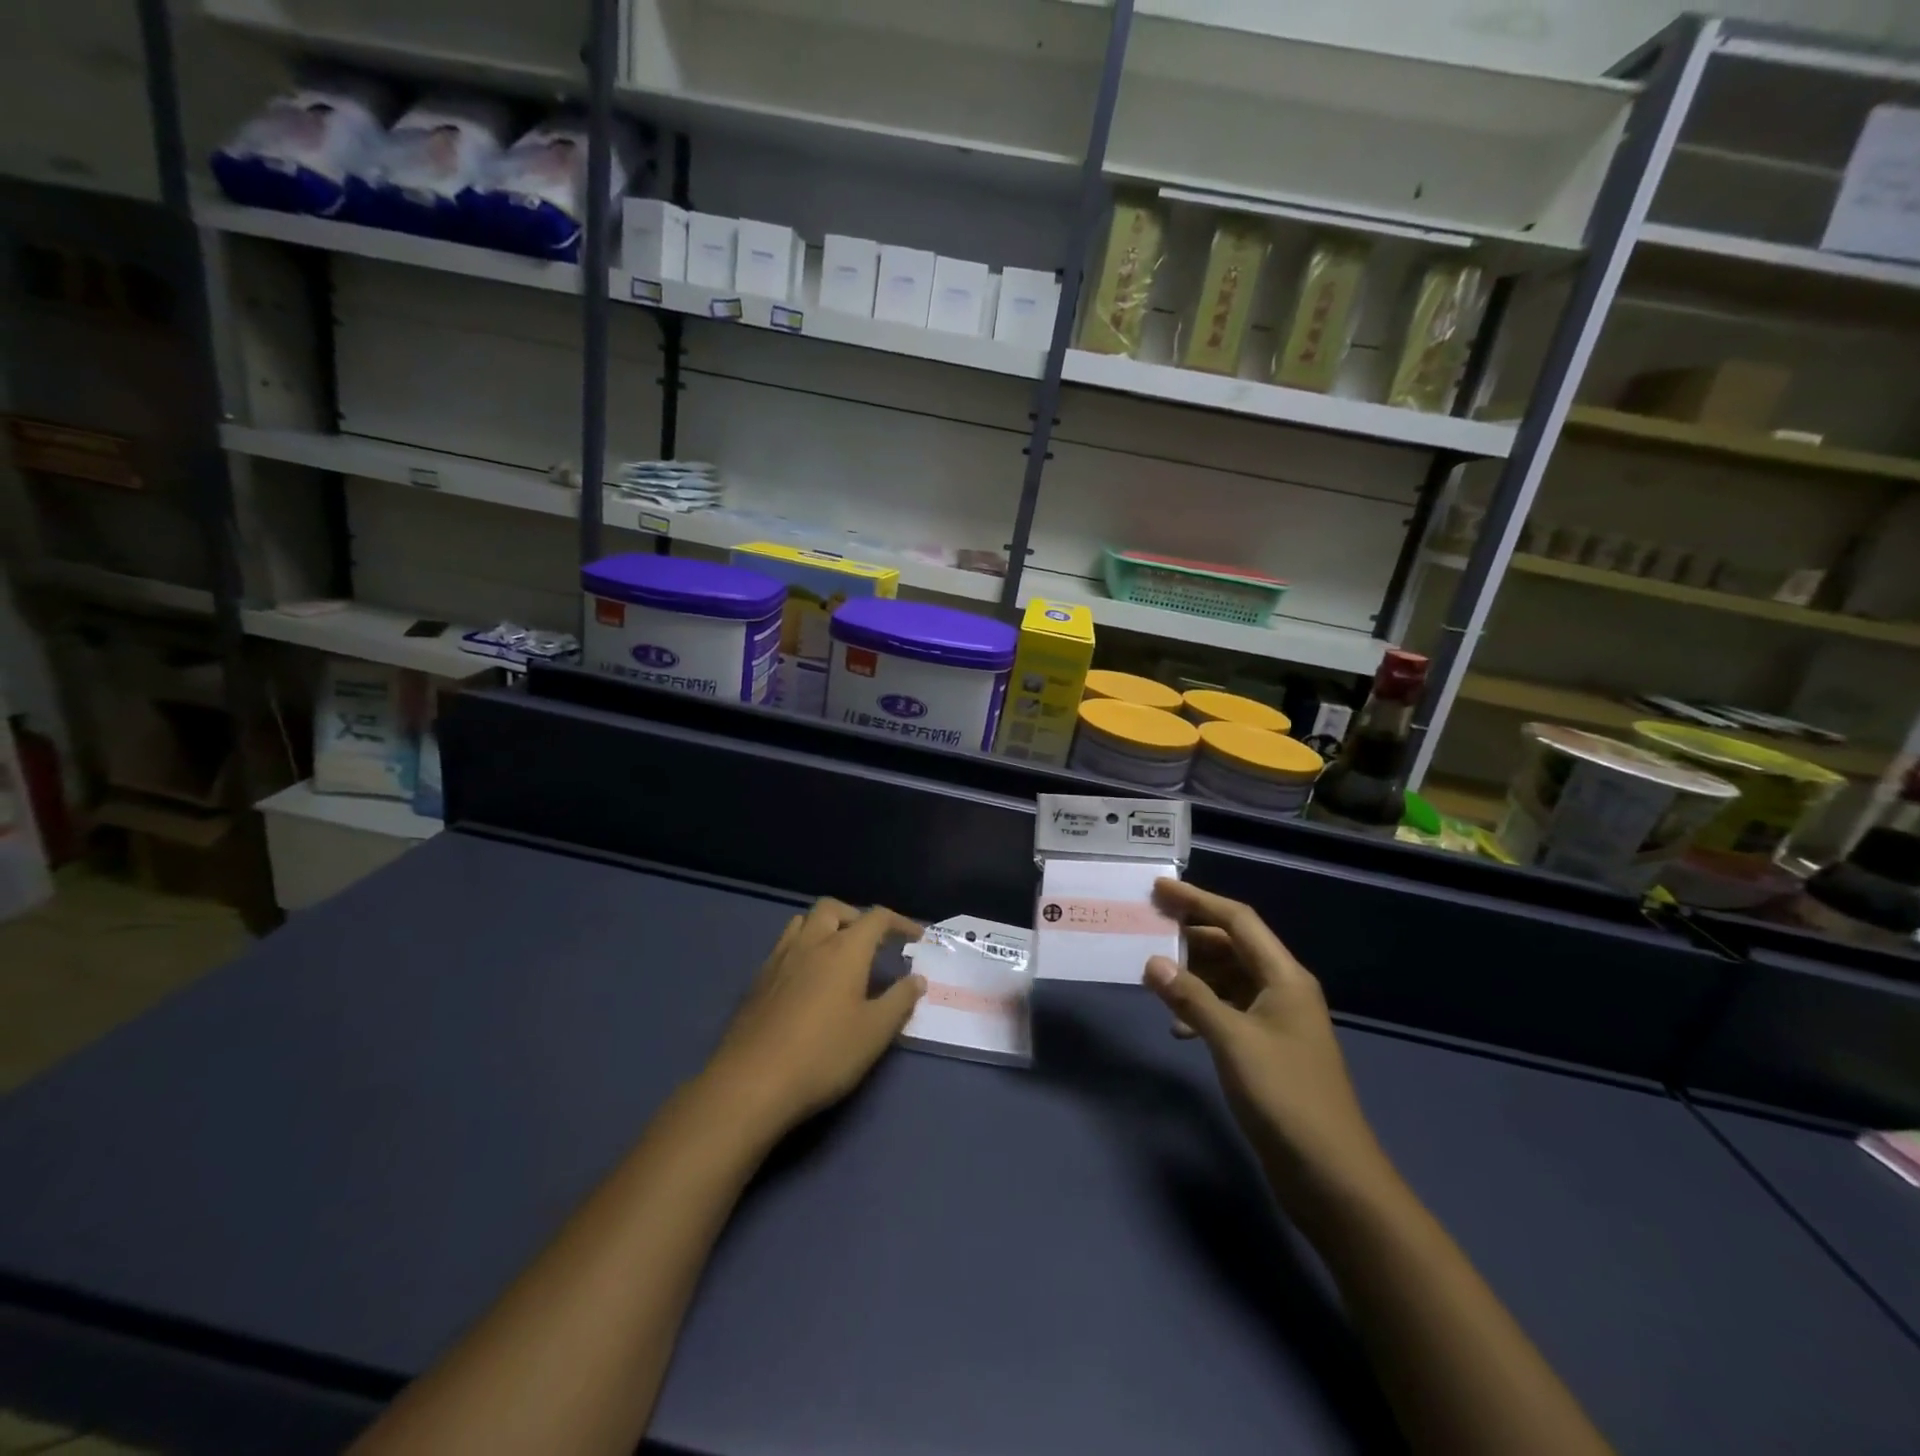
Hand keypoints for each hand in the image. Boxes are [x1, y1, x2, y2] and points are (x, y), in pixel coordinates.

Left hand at [706, 899, 925, 1136]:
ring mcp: (779, 959)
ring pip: (802, 922)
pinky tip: (806, 980)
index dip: (900, 922)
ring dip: (824, 927)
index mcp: (844, 949)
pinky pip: (783, 946)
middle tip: (871, 941)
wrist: (752, 1082)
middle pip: (833, 908)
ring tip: (837, 954)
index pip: (876, 918)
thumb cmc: (824, 1054)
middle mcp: (811, 943)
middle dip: (856, 916)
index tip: (916, 937)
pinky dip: (802, 949)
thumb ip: (899, 1001)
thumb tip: (917, 979)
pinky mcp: (758, 981)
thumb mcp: (874, 1032)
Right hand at [1143, 880, 1391, 1217]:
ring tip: (1155, 977)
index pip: (1238, 921)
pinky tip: (1178, 1028)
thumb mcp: (1232, 1042)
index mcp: (1284, 977)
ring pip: (1229, 979)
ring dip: (1194, 975)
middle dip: (1191, 937)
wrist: (1332, 1177)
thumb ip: (1191, 998)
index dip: (1198, 900)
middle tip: (1147, 930)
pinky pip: (1229, 1011)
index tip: (1158, 889)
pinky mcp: (1268, 1051)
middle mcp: (1283, 990)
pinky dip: (1202, 1009)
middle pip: (1233, 946)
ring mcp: (1277, 1022)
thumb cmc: (1285, 1097)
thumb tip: (1152, 962)